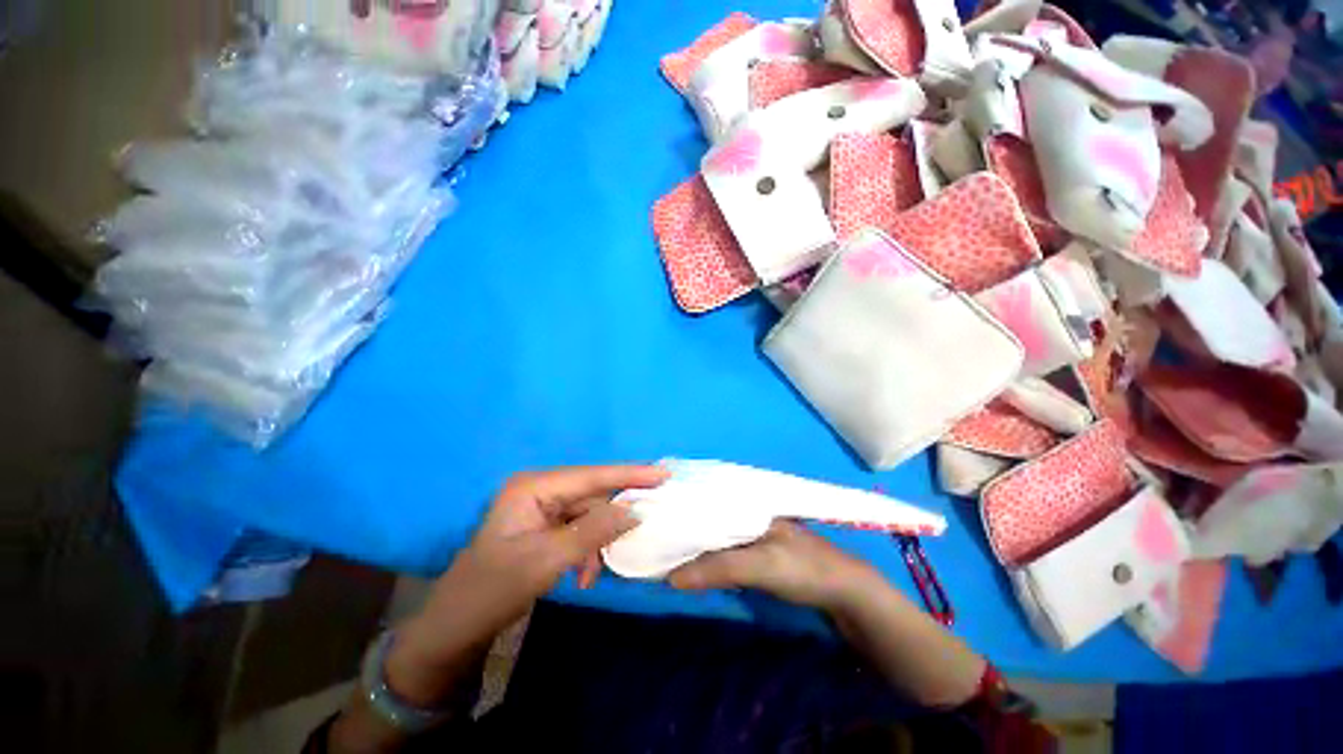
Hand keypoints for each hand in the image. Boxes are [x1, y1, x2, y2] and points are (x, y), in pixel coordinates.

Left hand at [388, 464, 667, 704]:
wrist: (455, 628)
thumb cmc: (493, 590)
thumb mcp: (546, 562)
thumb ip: (593, 532)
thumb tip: (635, 510)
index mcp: (533, 487)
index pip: (591, 476)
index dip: (629, 475)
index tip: (664, 474)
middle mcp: (539, 489)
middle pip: (591, 493)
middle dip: (613, 515)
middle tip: (644, 525)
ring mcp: (540, 508)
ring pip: (587, 513)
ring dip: (597, 540)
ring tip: (592, 572)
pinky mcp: (543, 526)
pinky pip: (578, 528)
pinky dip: (587, 549)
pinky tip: (582, 574)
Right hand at [667, 520, 882, 613]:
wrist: (844, 592)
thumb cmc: (804, 569)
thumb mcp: (762, 566)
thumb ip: (720, 568)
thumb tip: (672, 577)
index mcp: (748, 503)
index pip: (706, 498)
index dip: (680, 504)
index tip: (650, 514)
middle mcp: (745, 510)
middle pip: (707, 514)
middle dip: (682, 523)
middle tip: (650, 534)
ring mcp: (750, 529)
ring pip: (713, 531)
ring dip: (691, 539)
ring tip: (661, 545)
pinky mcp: (754, 549)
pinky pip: (722, 547)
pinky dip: (706, 554)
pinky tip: (689, 559)